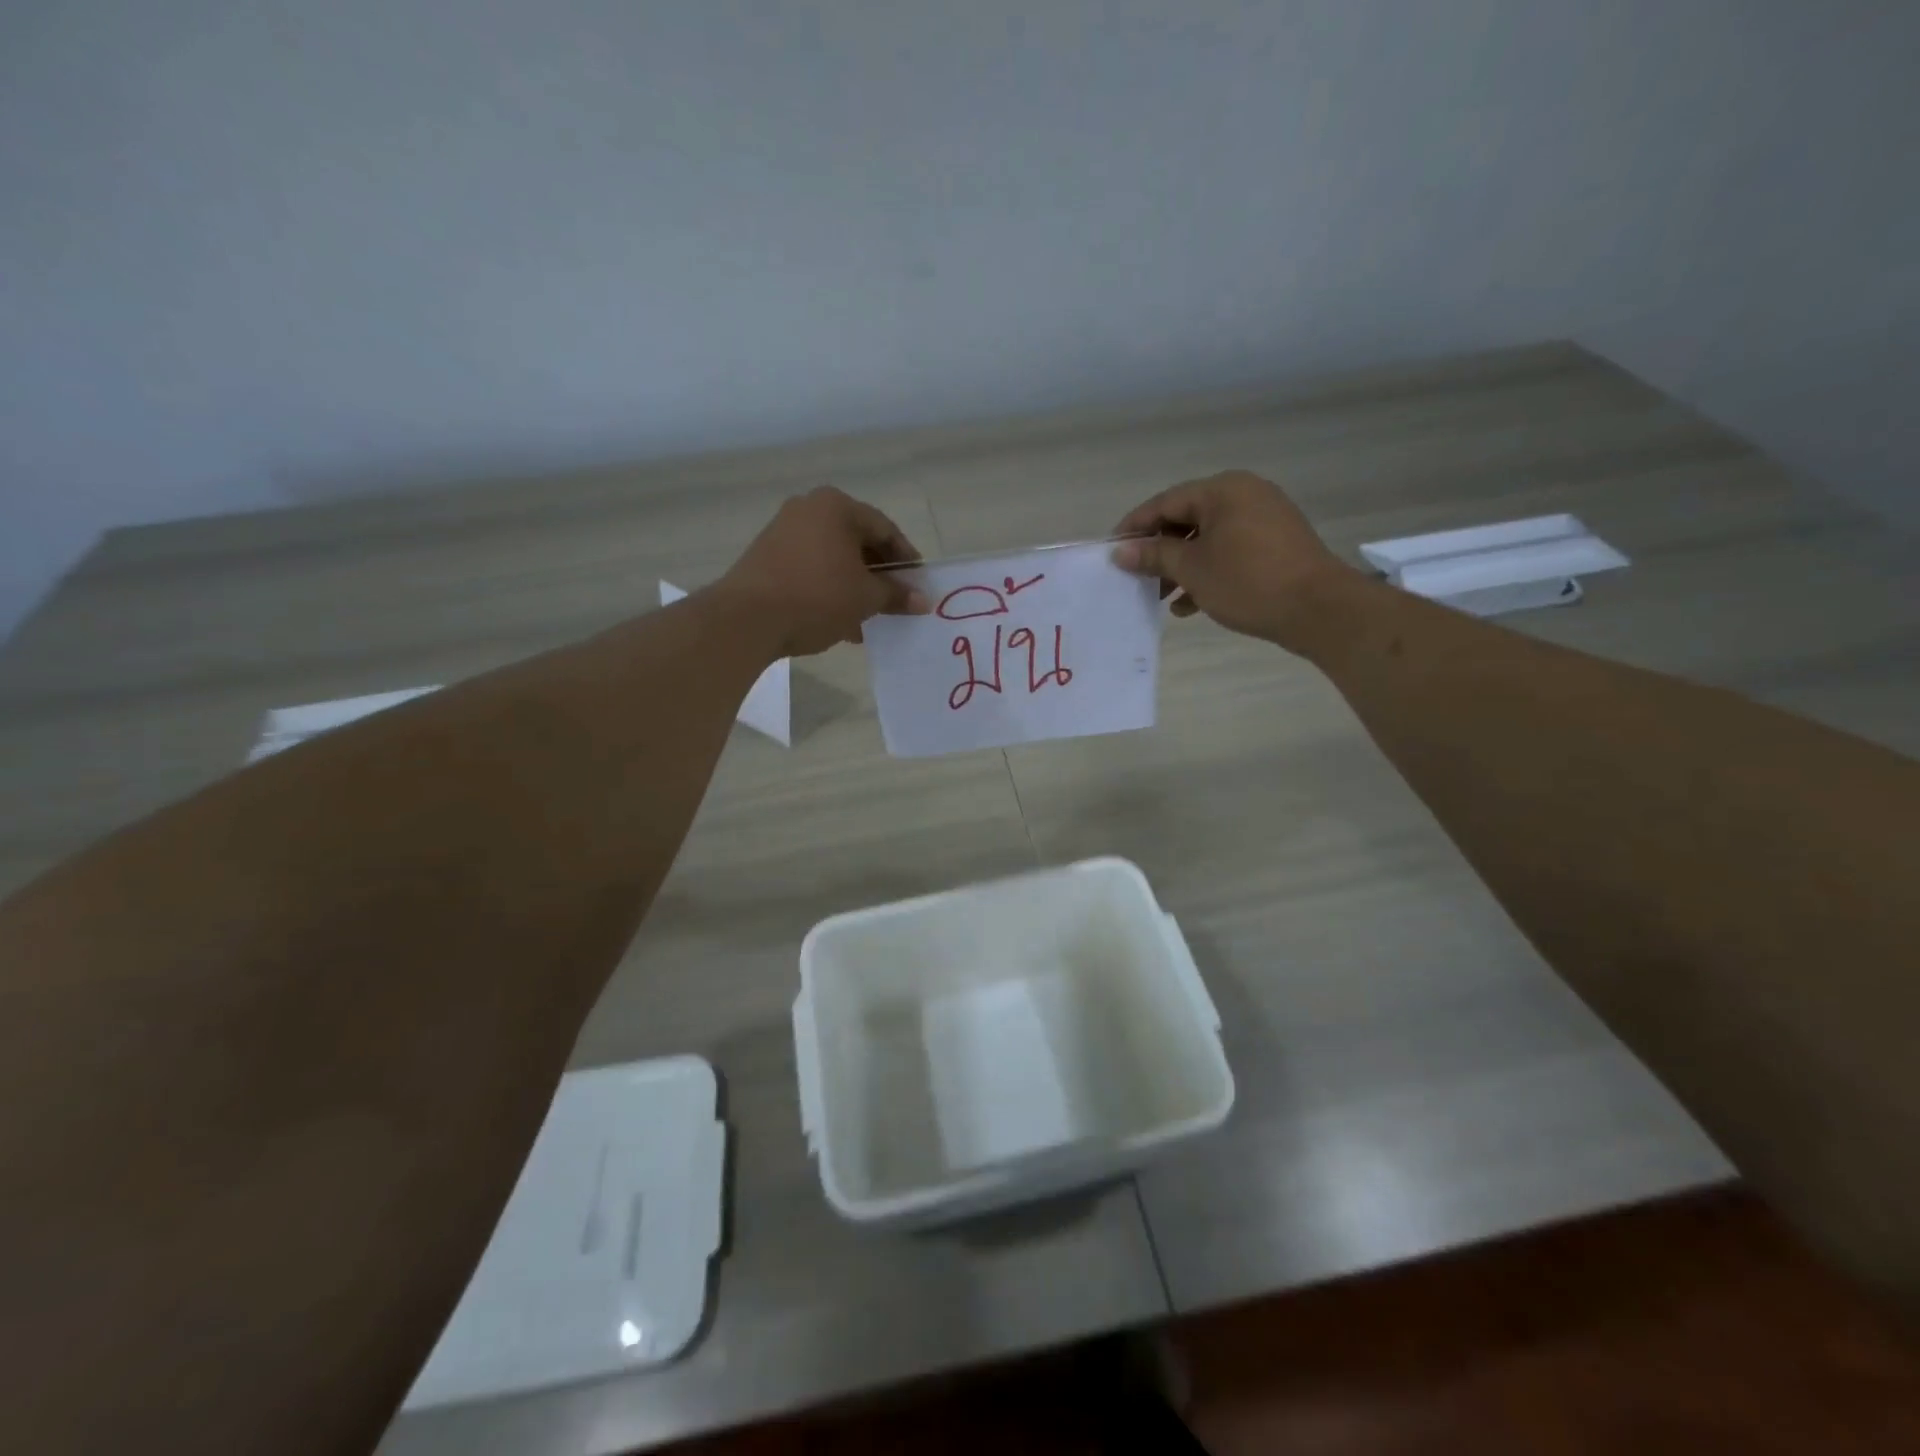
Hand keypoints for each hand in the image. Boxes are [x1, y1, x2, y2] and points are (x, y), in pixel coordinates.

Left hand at [713, 487, 929, 656]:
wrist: (746, 619)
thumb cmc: (816, 597)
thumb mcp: (865, 598)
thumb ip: (896, 595)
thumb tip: (923, 600)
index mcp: (836, 506)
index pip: (885, 529)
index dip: (906, 558)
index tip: (918, 584)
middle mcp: (808, 509)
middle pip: (857, 541)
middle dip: (878, 574)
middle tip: (895, 601)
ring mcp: (783, 531)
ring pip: (833, 558)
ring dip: (854, 586)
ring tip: (869, 618)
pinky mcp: (766, 557)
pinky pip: (810, 569)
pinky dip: (829, 590)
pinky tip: (839, 622)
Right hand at [1111, 470, 1358, 651]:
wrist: (1319, 609)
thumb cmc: (1248, 582)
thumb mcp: (1192, 569)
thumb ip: (1154, 555)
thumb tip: (1120, 551)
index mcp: (1222, 489)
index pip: (1164, 502)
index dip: (1134, 527)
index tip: (1112, 551)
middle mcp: (1244, 494)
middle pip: (1186, 519)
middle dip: (1159, 551)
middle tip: (1136, 578)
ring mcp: (1264, 518)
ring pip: (1208, 539)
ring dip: (1181, 567)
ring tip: (1160, 598)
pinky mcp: (1276, 544)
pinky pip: (1230, 550)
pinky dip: (1207, 572)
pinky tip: (1189, 604)